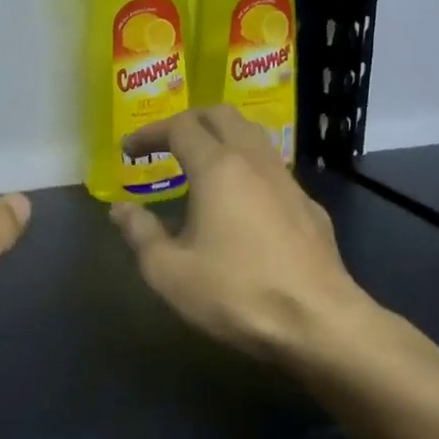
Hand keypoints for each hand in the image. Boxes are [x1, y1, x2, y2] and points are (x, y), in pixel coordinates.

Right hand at [110, 106, 373, 367]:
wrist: (319, 323)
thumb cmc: (235, 293)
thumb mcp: (169, 271)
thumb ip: (140, 234)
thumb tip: (120, 209)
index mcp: (219, 169)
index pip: (180, 127)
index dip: (149, 133)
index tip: (128, 149)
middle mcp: (256, 162)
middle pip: (223, 116)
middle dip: (189, 120)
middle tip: (165, 142)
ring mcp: (289, 183)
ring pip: (253, 138)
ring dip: (221, 139)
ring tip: (199, 166)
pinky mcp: (309, 208)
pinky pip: (272, 170)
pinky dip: (245, 169)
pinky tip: (239, 204)